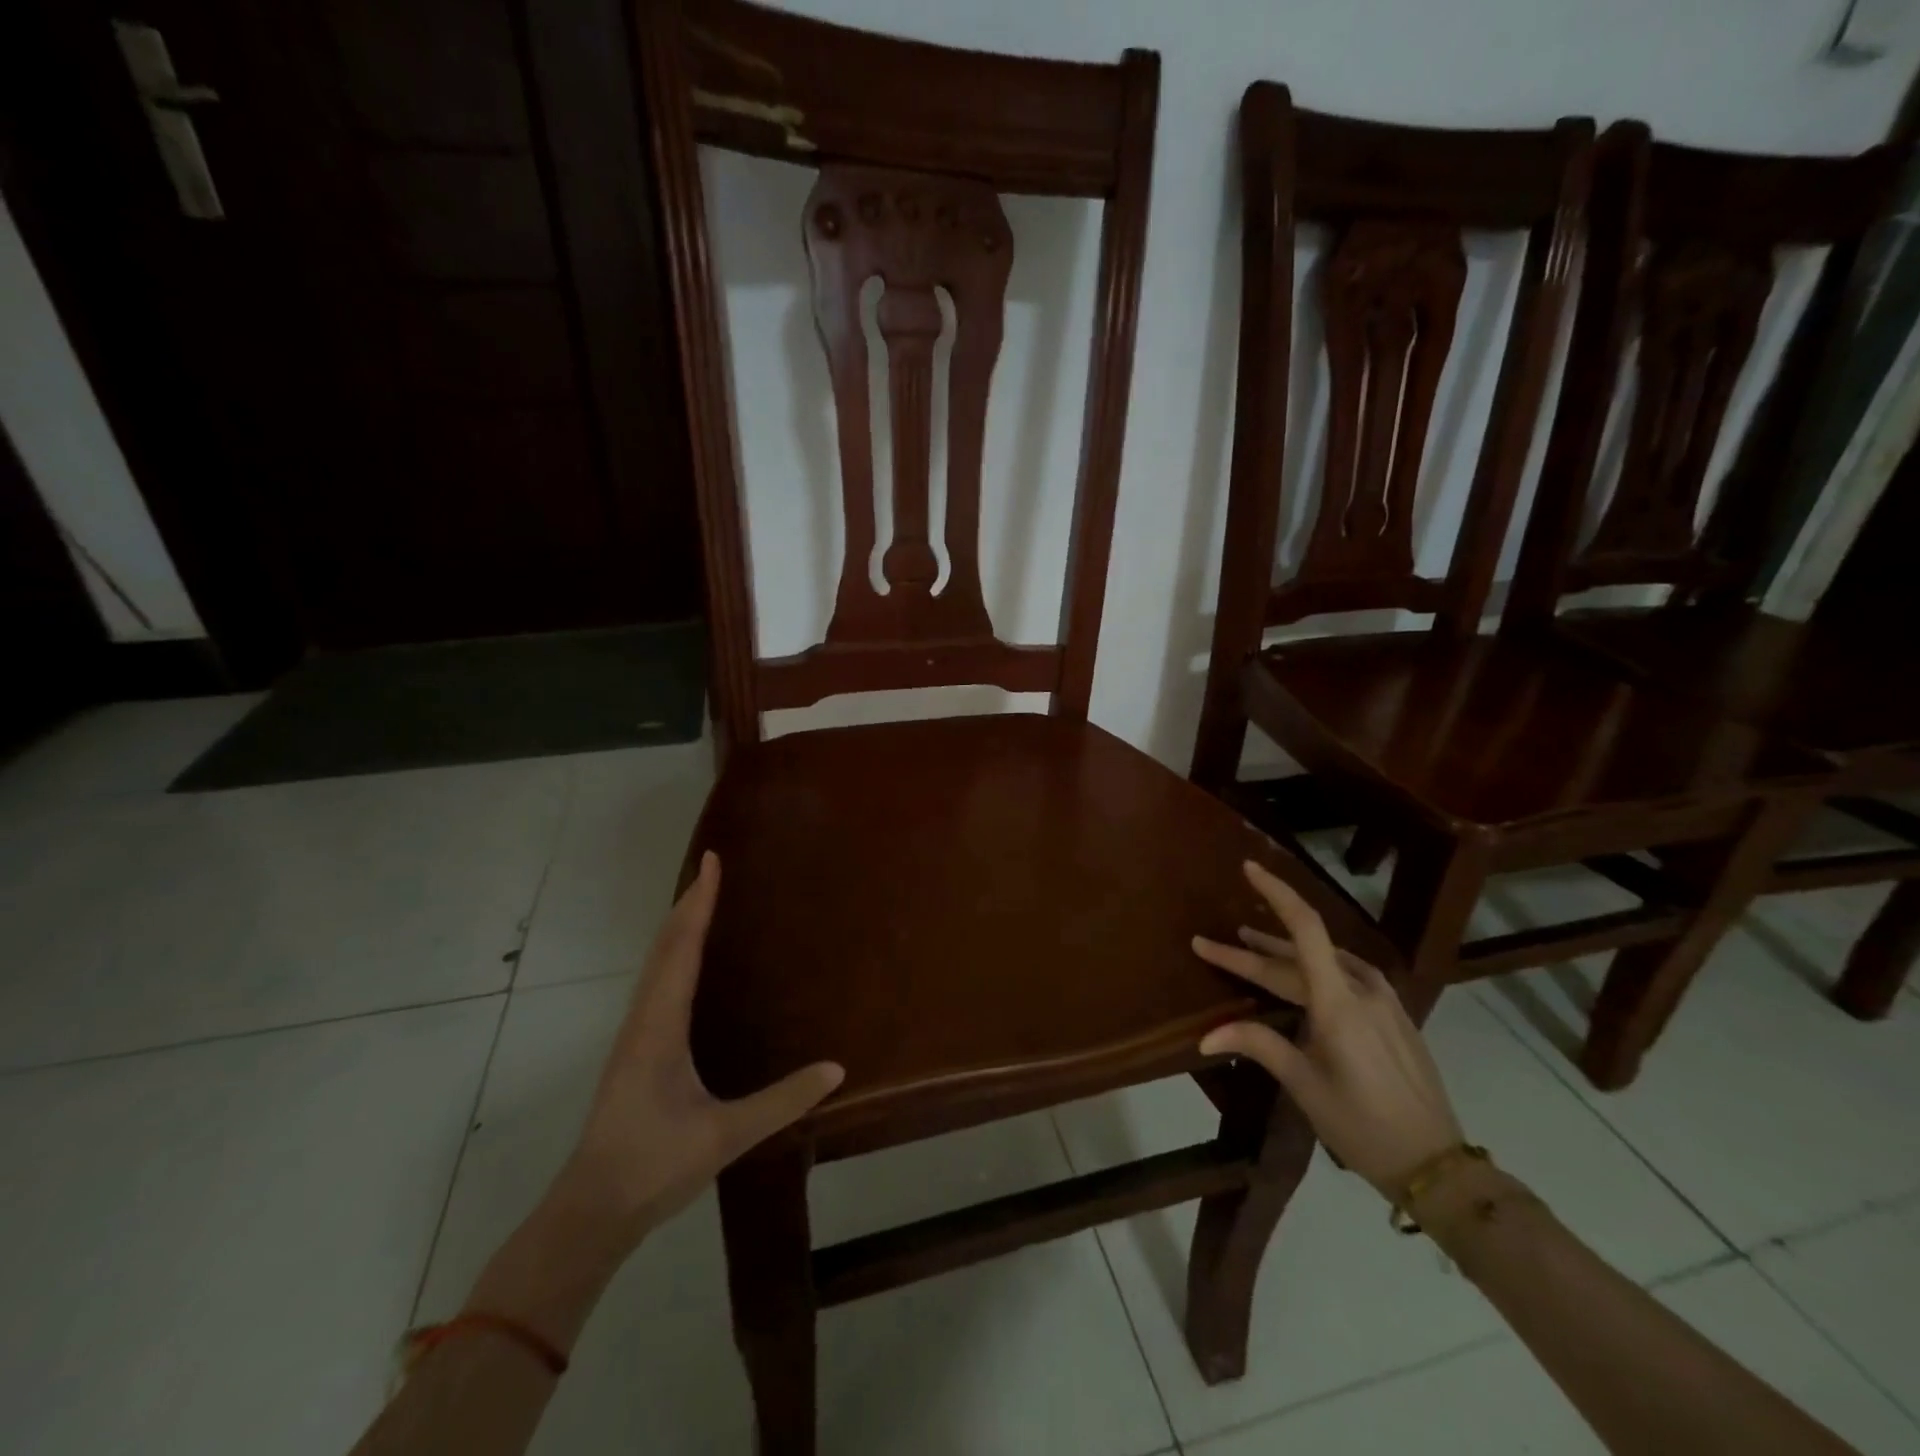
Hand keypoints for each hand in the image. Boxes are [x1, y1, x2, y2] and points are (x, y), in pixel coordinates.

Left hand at [557, 851, 844, 1244]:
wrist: (590, 1212)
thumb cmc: (653, 1167)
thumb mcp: (725, 1135)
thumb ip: (782, 1101)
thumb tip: (837, 1068)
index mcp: (660, 1027)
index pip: (682, 949)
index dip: (698, 903)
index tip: (711, 862)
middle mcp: (643, 1020)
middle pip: (664, 947)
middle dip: (687, 904)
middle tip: (712, 869)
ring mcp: (633, 1036)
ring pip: (654, 965)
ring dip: (677, 927)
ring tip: (701, 902)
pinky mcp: (634, 1052)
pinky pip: (654, 984)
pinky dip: (672, 955)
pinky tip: (685, 965)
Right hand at [1193, 860, 1462, 1197]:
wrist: (1437, 1166)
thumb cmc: (1363, 1125)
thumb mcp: (1304, 1085)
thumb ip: (1258, 1045)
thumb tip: (1205, 1036)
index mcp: (1339, 1002)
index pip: (1304, 929)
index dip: (1276, 893)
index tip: (1249, 868)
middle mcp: (1363, 990)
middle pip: (1299, 955)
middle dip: (1252, 950)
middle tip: (1211, 944)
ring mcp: (1383, 1002)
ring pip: (1324, 963)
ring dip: (1284, 954)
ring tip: (1250, 941)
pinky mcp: (1394, 1016)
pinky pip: (1346, 977)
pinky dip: (1313, 970)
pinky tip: (1302, 976)